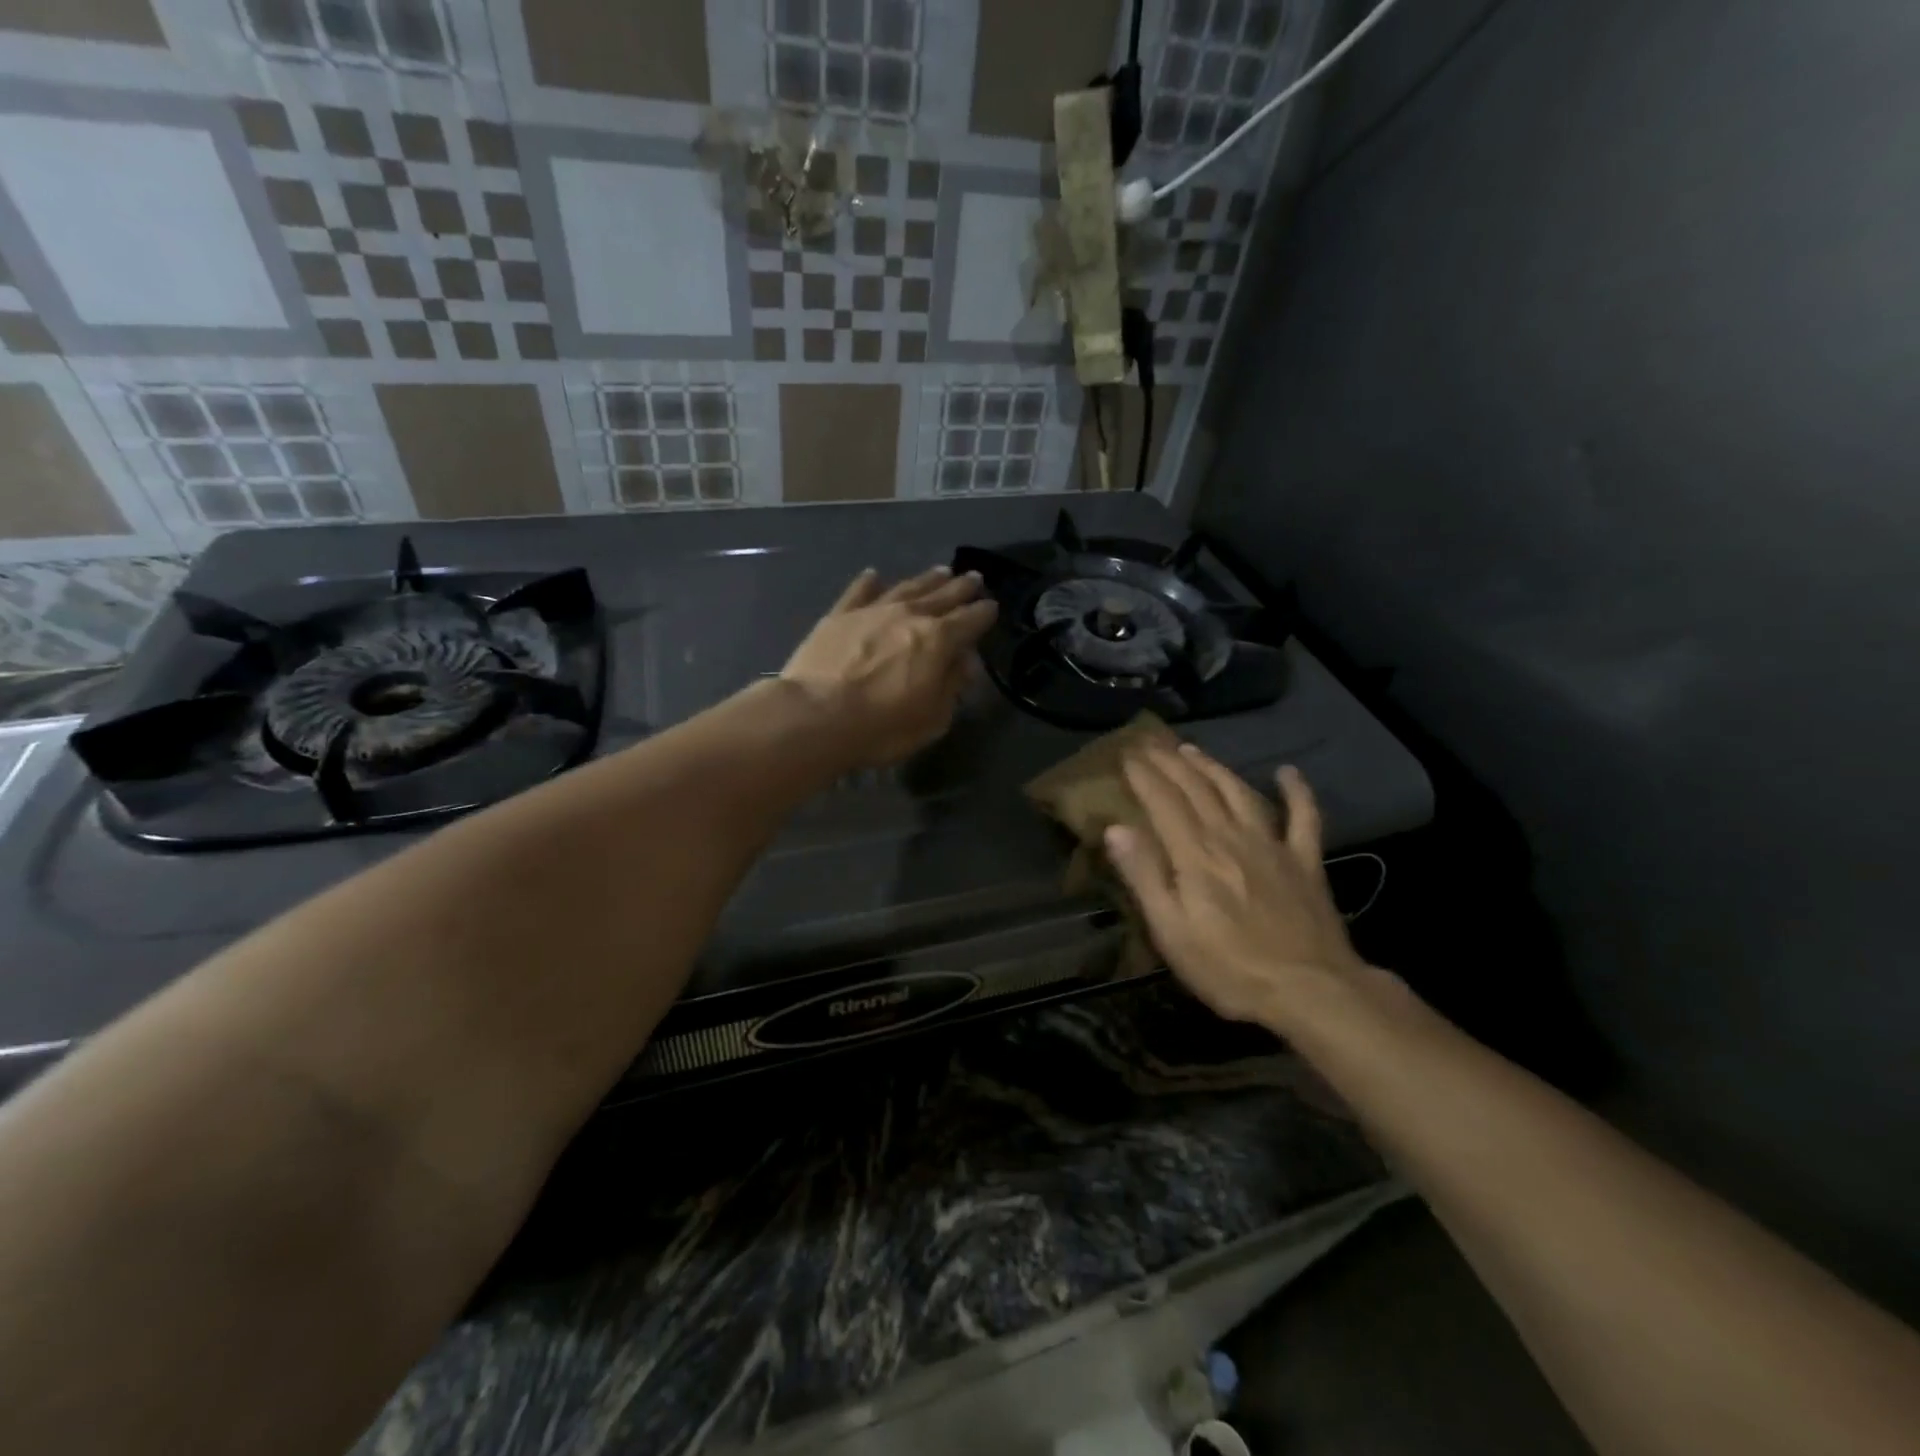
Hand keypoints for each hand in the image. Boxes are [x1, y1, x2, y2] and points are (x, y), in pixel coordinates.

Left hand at [782, 566, 996, 768]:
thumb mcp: (932, 718)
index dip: (984, 613)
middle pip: (942, 596)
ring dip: (926, 579)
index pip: (970, 620)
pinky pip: (859, 591)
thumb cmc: (881, 726)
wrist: (815, 716)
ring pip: (906, 587)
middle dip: (961, 588)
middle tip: (974, 578)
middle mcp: (909, 615)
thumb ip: (952, 685)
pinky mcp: (838, 615)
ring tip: (940, 571)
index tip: (992, 606)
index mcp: (938, 640)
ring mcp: (872, 610)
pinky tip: (875, 575)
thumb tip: (965, 662)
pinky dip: (869, 582)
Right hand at [1104, 744, 1364, 1026]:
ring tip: (1193, 750)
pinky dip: (1297, 792)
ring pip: (1239, 793)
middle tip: (1151, 743)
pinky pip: (1304, 817)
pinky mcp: (1305, 862)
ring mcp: (1272, 846)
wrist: (1311, 991)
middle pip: (1198, 789)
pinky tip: (1288, 772)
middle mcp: (1232, 837)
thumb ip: (1144, 875)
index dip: (1144, 776)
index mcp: (1196, 855)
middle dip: (1171, 763)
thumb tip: (1115, 829)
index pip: (1164, 802)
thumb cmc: (1230, 968)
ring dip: (1214, 767)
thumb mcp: (1171, 931)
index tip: (1127, 755)